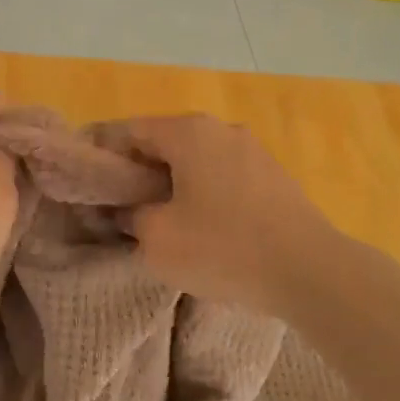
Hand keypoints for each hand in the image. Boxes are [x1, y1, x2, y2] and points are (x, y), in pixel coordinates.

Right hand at [120, 114, 339, 313]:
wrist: (310, 271)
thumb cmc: (223, 248)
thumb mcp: (157, 238)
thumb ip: (130, 216)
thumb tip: (128, 209)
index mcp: (188, 132)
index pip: (128, 131)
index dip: (103, 155)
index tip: (90, 185)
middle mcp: (221, 129)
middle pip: (164, 142)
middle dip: (138, 172)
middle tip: (121, 207)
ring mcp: (253, 150)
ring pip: (196, 160)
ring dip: (173, 183)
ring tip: (162, 219)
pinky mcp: (274, 176)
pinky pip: (223, 175)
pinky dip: (204, 192)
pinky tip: (204, 226)